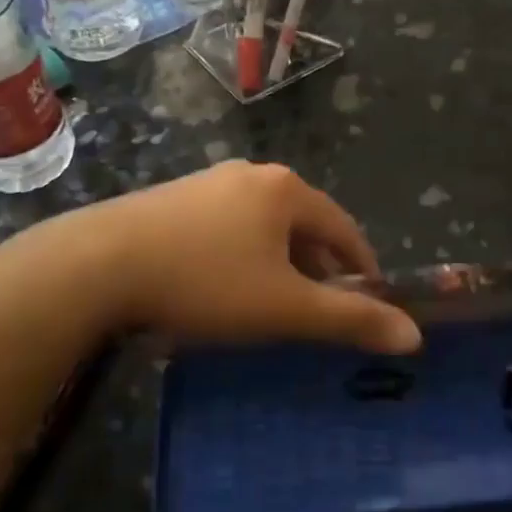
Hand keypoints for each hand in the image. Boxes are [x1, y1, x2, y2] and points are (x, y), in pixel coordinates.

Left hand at [52, 162, 422, 353]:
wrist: (98, 265)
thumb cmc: (205, 282)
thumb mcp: (285, 308)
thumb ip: (350, 320)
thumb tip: (413, 336)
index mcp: (286, 190)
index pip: (345, 227)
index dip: (363, 266)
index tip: (370, 301)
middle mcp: (251, 175)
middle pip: (304, 224)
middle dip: (318, 267)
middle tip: (319, 309)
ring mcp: (208, 182)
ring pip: (263, 226)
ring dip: (278, 262)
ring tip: (271, 302)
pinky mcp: (172, 199)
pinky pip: (227, 227)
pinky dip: (241, 255)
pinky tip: (221, 285)